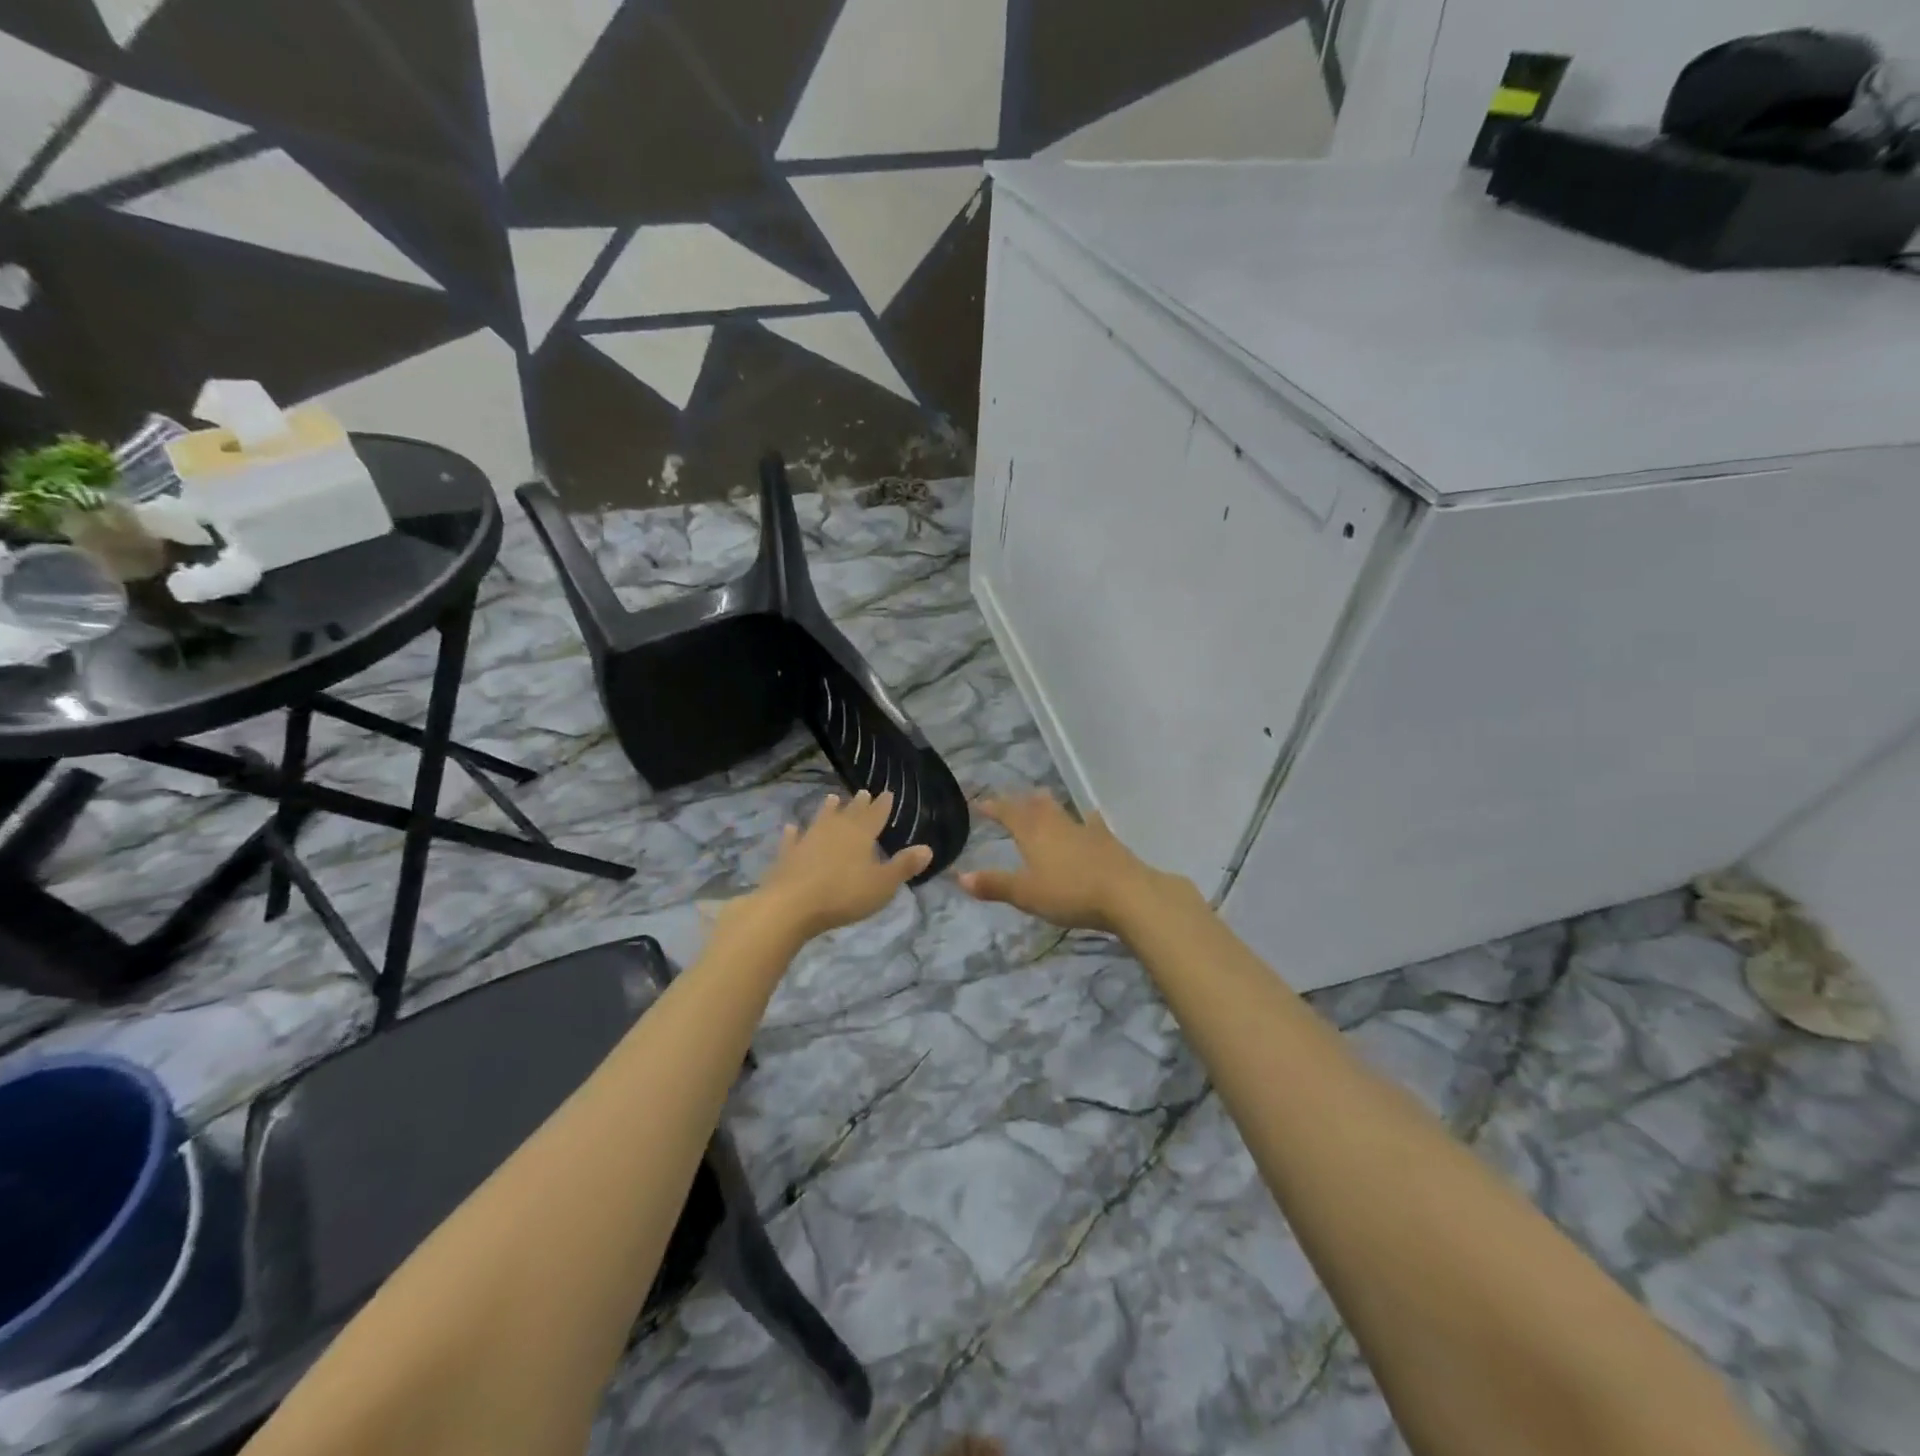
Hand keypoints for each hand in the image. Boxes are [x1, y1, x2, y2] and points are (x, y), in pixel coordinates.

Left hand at [747, 791, 931, 941]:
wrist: (791, 906)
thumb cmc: (844, 895)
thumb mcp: (882, 884)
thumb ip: (904, 866)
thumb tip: (927, 848)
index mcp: (860, 835)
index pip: (875, 815)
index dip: (883, 805)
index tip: (887, 793)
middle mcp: (835, 831)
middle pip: (850, 814)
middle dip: (859, 804)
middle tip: (863, 792)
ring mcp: (808, 840)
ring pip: (821, 819)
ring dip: (828, 810)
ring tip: (832, 798)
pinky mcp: (787, 855)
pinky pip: (792, 839)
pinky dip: (793, 833)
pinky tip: (791, 828)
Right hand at [958, 792, 1167, 933]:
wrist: (1126, 894)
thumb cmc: (1070, 893)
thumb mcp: (1026, 894)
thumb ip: (995, 884)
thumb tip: (960, 877)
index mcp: (1033, 832)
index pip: (1008, 812)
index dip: (993, 807)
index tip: (979, 803)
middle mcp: (1057, 824)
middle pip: (1036, 805)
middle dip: (1021, 801)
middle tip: (1011, 800)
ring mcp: (1085, 830)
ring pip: (1062, 810)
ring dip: (1049, 805)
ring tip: (1042, 800)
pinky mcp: (1108, 841)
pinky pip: (1091, 824)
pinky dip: (1085, 820)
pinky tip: (1089, 818)